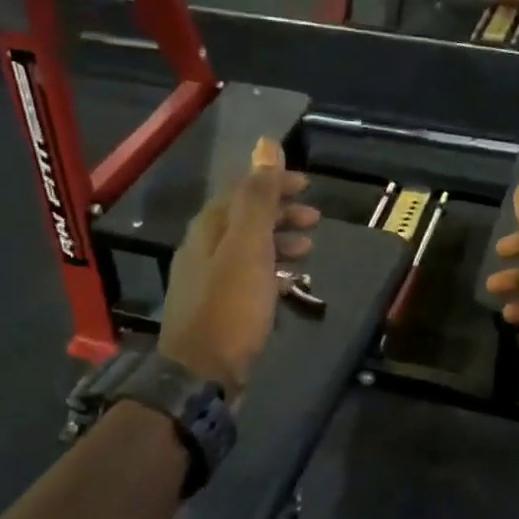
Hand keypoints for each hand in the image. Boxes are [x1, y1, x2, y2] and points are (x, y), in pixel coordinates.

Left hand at [158, 137, 319, 400]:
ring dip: (279, 244)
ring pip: (248, 251)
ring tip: (309, 251)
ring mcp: (209, 284)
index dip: (274, 184)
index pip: (243, 193)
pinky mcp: (219, 312)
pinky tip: (289, 285)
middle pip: (245, 221)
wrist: (203, 375)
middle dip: (280, 215)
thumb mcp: (248, 246)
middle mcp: (203, 252)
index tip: (307, 185)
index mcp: (208, 231)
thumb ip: (258, 197)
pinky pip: (249, 280)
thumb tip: (265, 144)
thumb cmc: (230, 307)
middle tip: (316, 219)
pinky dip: (272, 274)